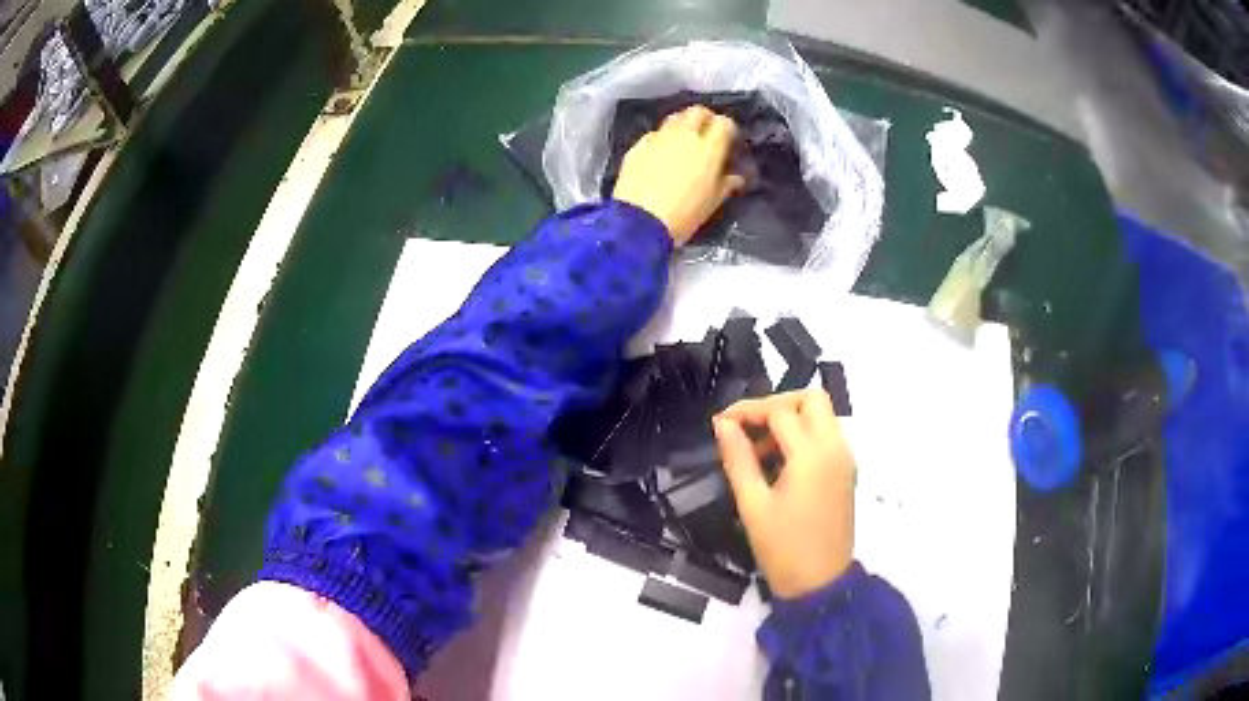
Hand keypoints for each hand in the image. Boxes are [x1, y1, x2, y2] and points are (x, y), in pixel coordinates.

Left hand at [612, 105, 745, 244]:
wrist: (639, 222)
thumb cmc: (684, 215)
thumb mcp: (712, 202)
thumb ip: (727, 184)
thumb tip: (736, 177)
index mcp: (709, 148)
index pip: (724, 123)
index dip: (727, 130)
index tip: (728, 142)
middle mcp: (684, 136)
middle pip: (698, 112)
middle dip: (705, 119)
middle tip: (706, 135)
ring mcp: (658, 138)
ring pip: (674, 118)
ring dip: (682, 125)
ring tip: (683, 141)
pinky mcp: (638, 146)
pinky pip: (654, 134)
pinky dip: (661, 139)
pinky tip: (660, 154)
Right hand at [713, 389, 855, 598]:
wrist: (821, 585)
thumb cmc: (783, 549)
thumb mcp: (752, 505)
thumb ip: (738, 459)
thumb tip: (723, 425)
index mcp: (813, 455)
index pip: (781, 411)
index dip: (747, 411)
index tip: (720, 424)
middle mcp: (836, 448)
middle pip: (811, 399)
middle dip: (776, 404)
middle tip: (747, 428)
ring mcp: (845, 460)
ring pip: (821, 416)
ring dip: (789, 420)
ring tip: (756, 452)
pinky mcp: (846, 473)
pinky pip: (826, 437)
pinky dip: (802, 437)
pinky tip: (777, 464)